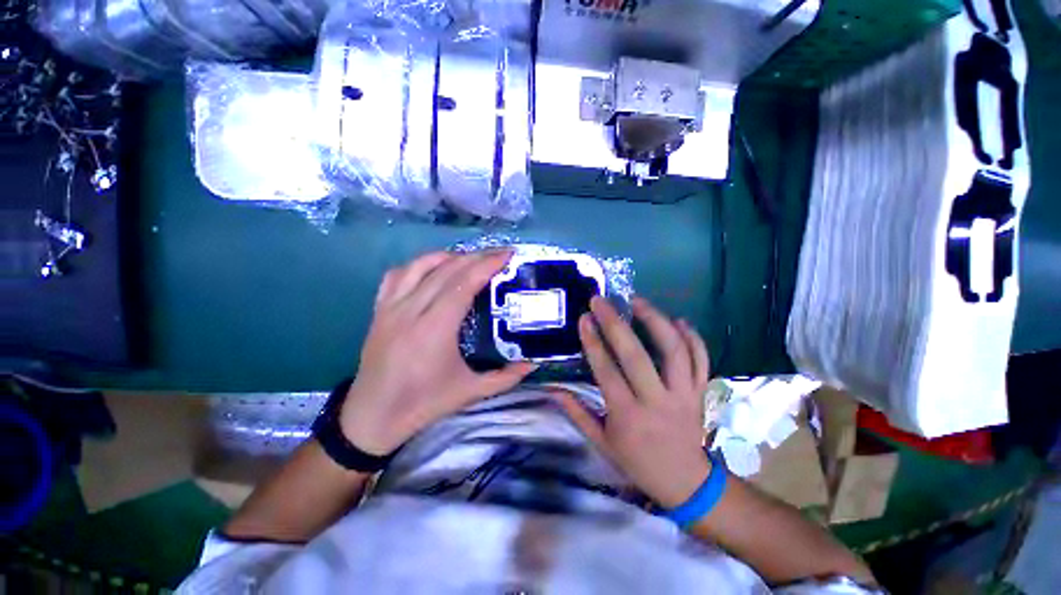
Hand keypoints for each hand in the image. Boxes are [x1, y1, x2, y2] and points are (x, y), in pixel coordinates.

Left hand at [339, 250, 535, 455]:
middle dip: (476, 257)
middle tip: (498, 254)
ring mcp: (391, 308)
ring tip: (470, 259)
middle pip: (446, 270)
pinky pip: (397, 275)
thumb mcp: (470, 392)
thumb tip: (533, 364)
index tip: (506, 254)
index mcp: (434, 329)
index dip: (487, 265)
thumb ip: (505, 378)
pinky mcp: (379, 310)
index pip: (463, 284)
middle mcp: (411, 311)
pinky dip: (419, 265)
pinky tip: (433, 269)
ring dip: (449, 257)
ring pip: (420, 265)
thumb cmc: (424, 404)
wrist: (373, 416)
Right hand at [553, 296, 711, 507]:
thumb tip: (553, 389)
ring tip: (638, 301)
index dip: (593, 342)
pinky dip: (693, 338)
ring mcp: (684, 395)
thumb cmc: (637, 461)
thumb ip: (577, 414)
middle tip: (601, 301)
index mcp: (628, 416)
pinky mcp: (701, 392)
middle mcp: (657, 401)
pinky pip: (702, 360)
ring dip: (656, 322)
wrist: (686, 482)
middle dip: (615, 324)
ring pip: (674, 351)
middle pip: (636, 356)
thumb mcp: (602, 443)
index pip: (607, 372)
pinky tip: (679, 320)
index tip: (584, 318)